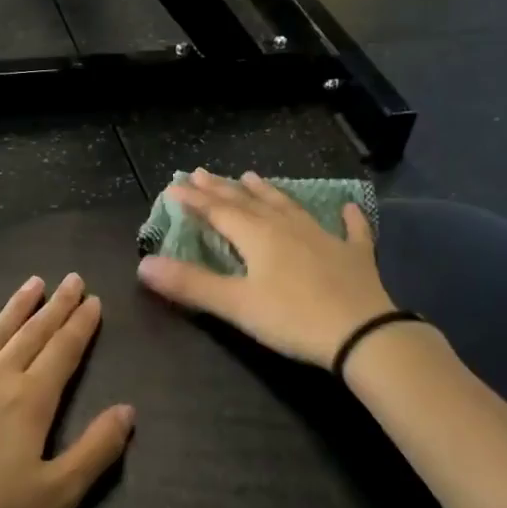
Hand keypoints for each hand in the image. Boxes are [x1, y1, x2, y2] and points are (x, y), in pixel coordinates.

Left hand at [0, 274, 135, 507]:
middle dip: (54, 307)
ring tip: (31, 284)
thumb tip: (127, 410)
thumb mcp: (56, 497)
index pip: (63, 352)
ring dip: (13, 309)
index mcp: (29, 402)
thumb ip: (95, 451)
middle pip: (30, 335)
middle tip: (70, 279)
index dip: (80, 325)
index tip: (92, 299)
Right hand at [136, 169, 400, 367]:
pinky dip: (347, 217)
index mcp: (258, 236)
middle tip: (204, 172)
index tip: (174, 186)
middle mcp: (288, 227)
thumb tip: (144, 264)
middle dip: (223, 189)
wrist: (362, 335)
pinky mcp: (355, 256)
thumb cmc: (292, 319)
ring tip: (252, 177)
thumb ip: (191, 284)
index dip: (194, 199)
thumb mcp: (236, 305)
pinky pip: (350, 229)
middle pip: (249, 203)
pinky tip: (348, 207)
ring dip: (268, 192)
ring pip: (289, 207)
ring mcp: (325, 238)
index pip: (218, 211)